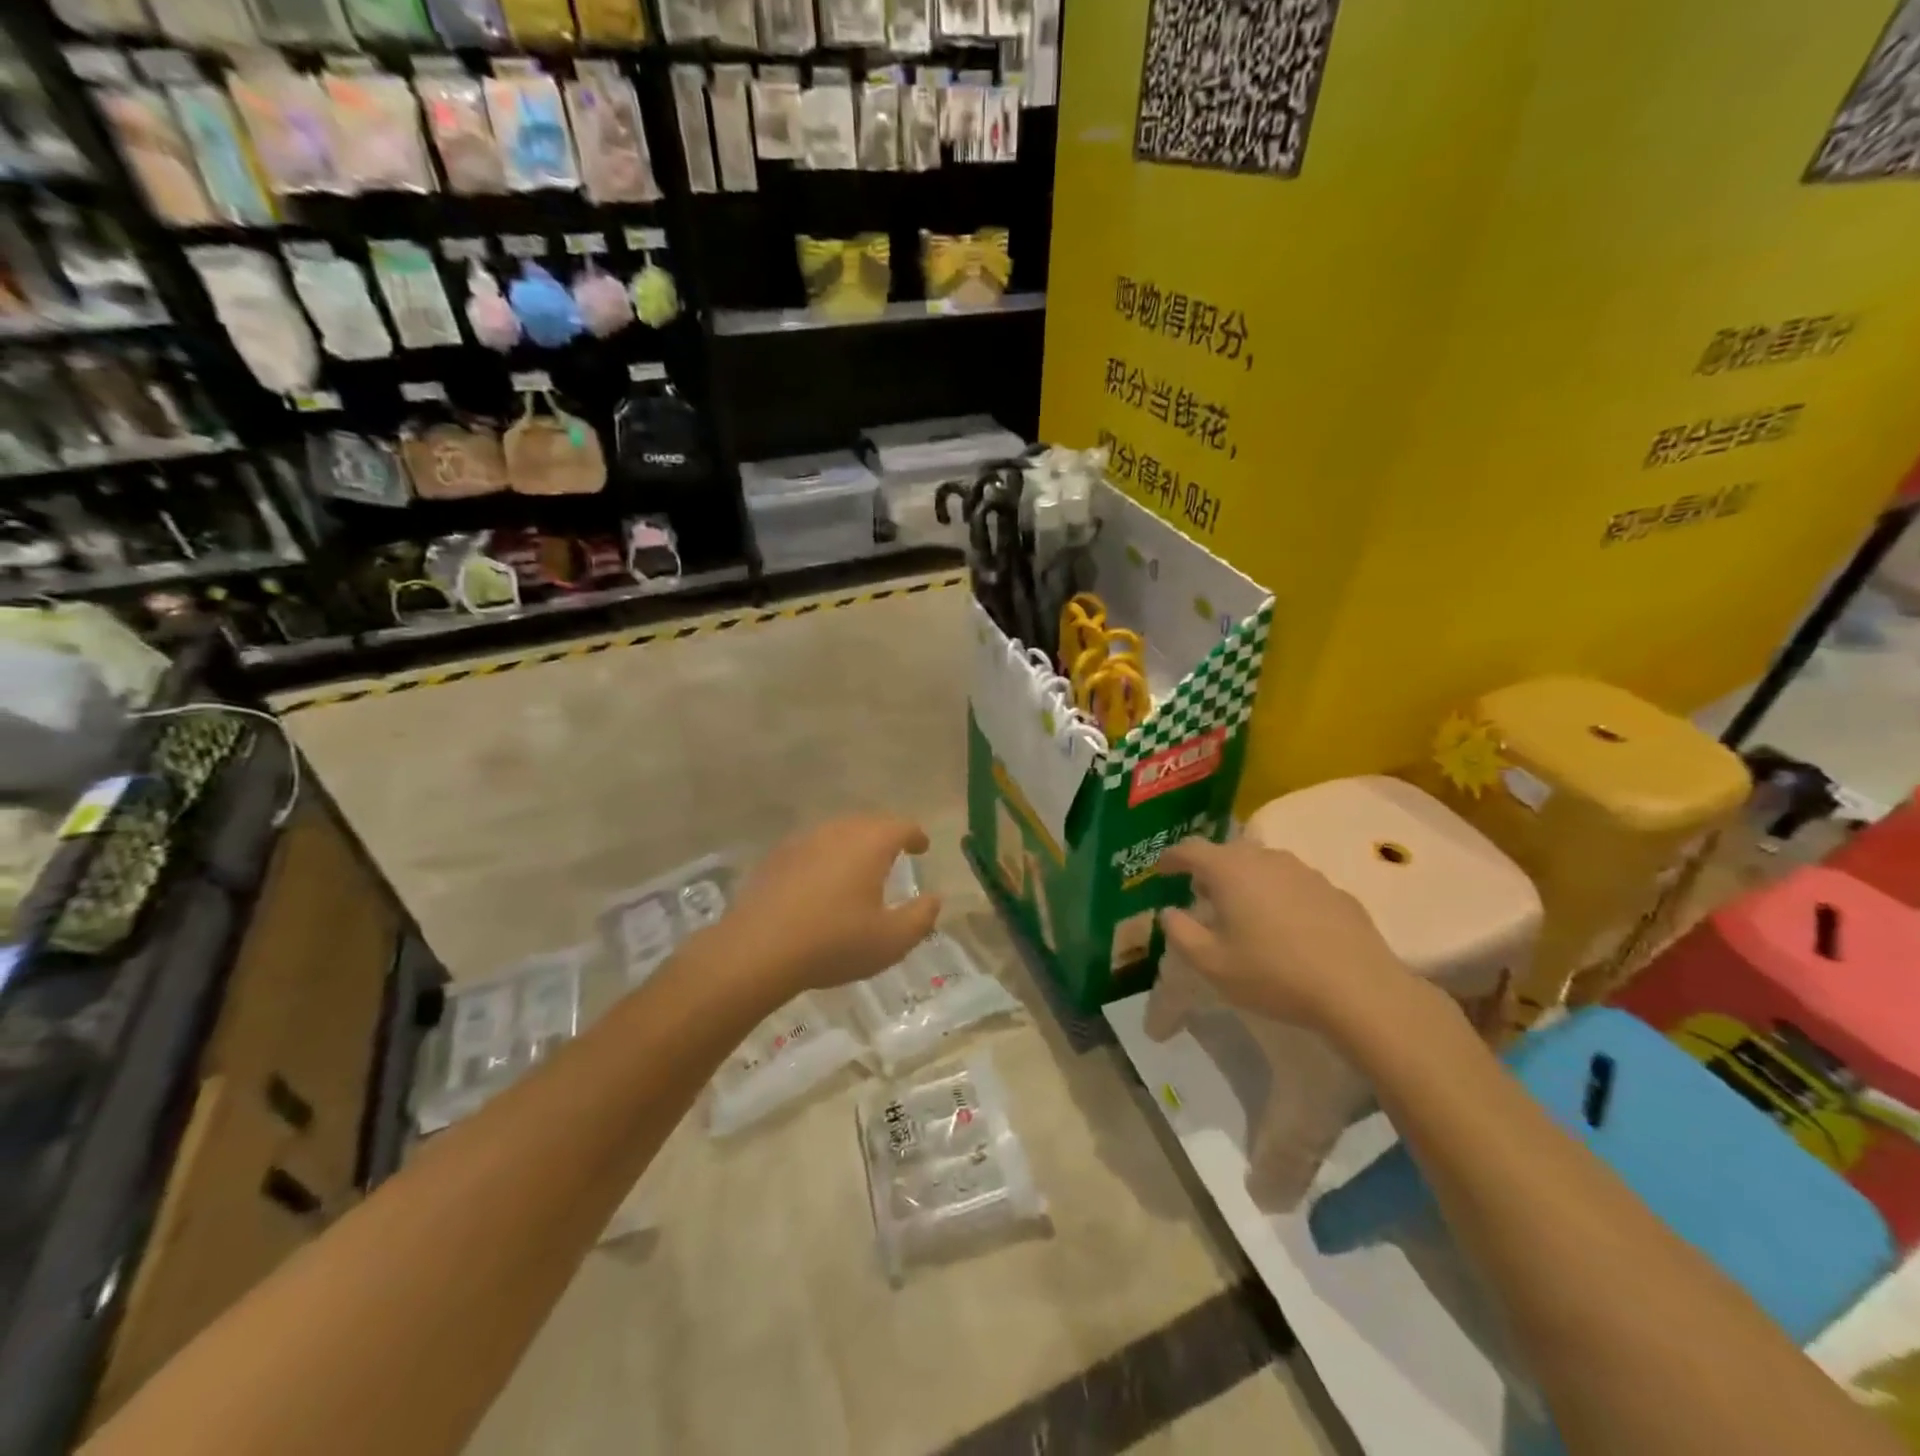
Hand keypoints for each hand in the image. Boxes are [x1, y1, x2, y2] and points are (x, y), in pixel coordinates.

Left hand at [710, 815, 941, 998]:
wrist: (758, 950)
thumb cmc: (834, 943)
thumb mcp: (891, 941)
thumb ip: (921, 917)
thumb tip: (934, 898)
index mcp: (870, 843)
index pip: (901, 826)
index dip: (916, 835)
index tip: (922, 847)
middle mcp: (837, 831)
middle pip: (868, 823)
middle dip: (885, 835)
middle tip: (895, 854)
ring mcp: (803, 841)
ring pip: (837, 832)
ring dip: (853, 844)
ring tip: (859, 868)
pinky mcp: (776, 858)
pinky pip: (811, 848)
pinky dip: (824, 857)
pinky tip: (821, 882)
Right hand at [1158, 837, 1424, 1036]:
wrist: (1360, 990)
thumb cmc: (1274, 974)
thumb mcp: (1213, 964)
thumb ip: (1181, 933)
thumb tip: (1169, 912)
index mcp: (1230, 870)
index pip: (1190, 849)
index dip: (1171, 857)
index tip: (1160, 870)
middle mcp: (1266, 859)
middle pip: (1228, 852)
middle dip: (1209, 869)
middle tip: (1200, 894)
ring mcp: (1304, 871)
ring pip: (1263, 865)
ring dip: (1245, 880)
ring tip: (1242, 909)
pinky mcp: (1333, 890)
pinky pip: (1293, 883)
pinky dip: (1278, 894)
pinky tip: (1285, 925)